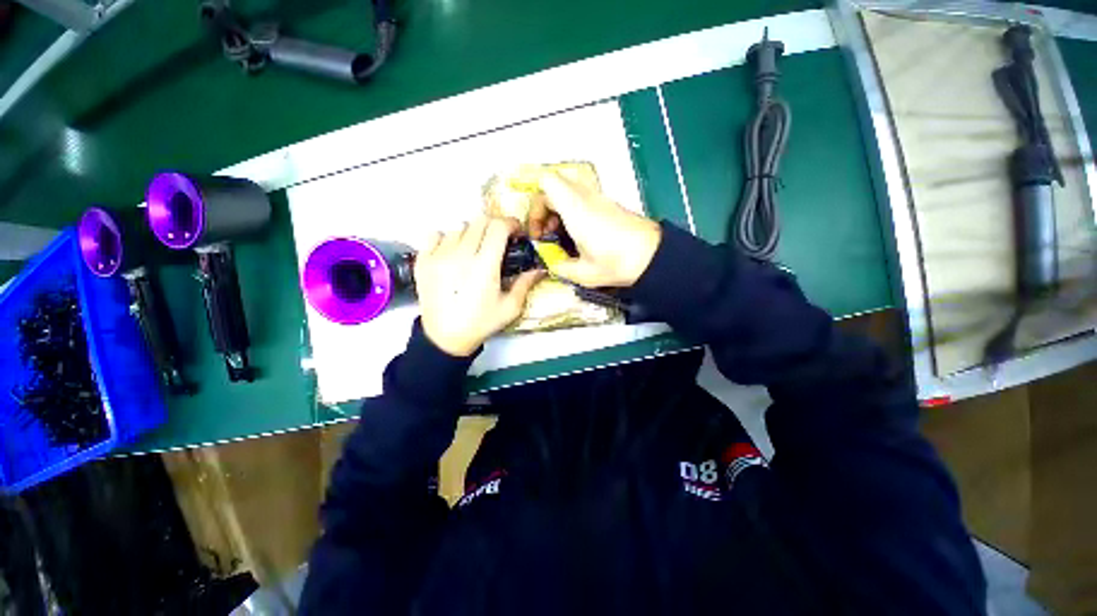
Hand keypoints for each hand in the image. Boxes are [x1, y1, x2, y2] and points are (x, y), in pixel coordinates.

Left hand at [415, 216, 542, 356]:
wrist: (445, 337)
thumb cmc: (481, 322)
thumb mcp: (510, 307)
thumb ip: (525, 284)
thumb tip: (540, 269)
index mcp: (485, 266)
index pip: (498, 227)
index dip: (511, 223)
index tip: (516, 232)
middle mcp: (460, 255)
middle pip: (480, 221)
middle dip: (494, 226)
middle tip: (499, 240)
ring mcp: (438, 256)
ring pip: (459, 227)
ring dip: (472, 233)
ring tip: (475, 249)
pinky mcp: (422, 261)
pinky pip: (436, 235)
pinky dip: (447, 238)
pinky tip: (453, 252)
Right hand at [529, 171, 660, 287]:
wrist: (653, 256)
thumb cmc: (617, 263)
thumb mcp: (583, 273)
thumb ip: (561, 267)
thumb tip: (552, 264)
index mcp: (575, 209)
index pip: (545, 183)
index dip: (534, 205)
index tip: (539, 231)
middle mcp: (585, 197)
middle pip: (553, 184)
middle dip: (543, 207)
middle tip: (546, 232)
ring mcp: (598, 198)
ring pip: (567, 189)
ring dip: (557, 208)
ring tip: (561, 235)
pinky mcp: (607, 204)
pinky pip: (580, 198)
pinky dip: (570, 211)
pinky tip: (577, 235)